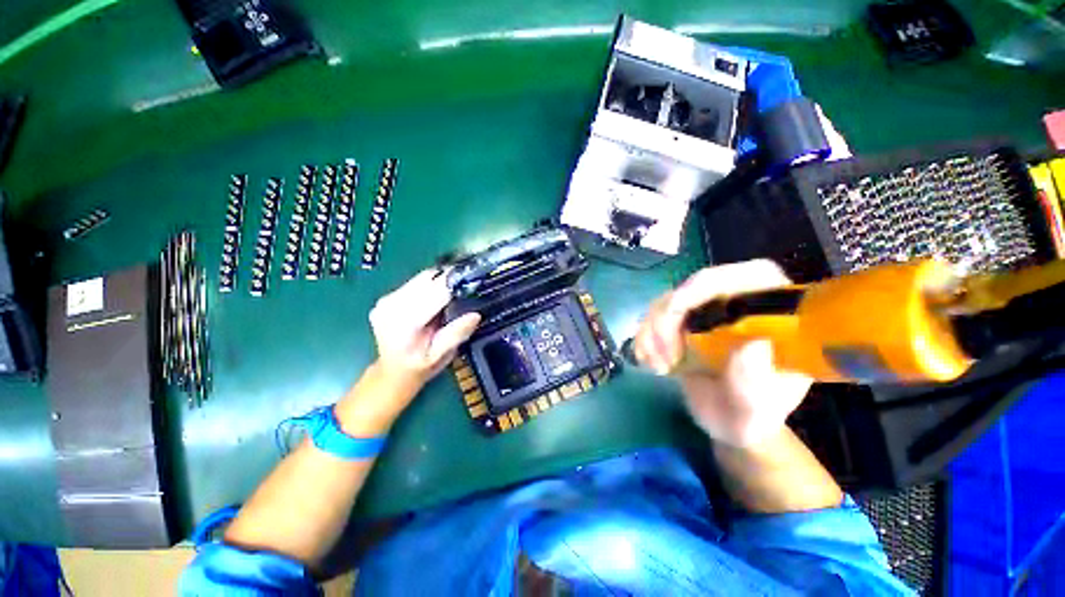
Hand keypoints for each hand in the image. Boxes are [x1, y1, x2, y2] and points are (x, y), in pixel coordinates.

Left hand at [369, 269, 481, 388]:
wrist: (393, 372)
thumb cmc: (420, 366)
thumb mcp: (441, 355)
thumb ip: (456, 334)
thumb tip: (475, 315)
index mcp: (405, 322)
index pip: (434, 293)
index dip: (455, 285)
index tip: (473, 282)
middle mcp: (391, 306)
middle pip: (427, 279)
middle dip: (449, 279)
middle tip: (466, 286)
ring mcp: (386, 301)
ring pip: (421, 278)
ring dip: (439, 281)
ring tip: (453, 292)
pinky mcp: (386, 298)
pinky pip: (414, 283)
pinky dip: (429, 285)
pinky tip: (437, 297)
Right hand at [633, 260, 812, 446]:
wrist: (725, 420)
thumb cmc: (749, 416)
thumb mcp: (756, 412)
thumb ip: (755, 385)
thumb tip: (753, 345)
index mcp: (774, 314)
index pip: (750, 276)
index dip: (709, 284)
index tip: (677, 308)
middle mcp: (739, 303)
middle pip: (696, 286)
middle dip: (670, 318)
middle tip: (664, 356)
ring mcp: (706, 310)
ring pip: (668, 300)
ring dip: (653, 331)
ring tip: (658, 366)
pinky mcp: (681, 320)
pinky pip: (653, 316)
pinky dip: (644, 336)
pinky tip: (649, 361)